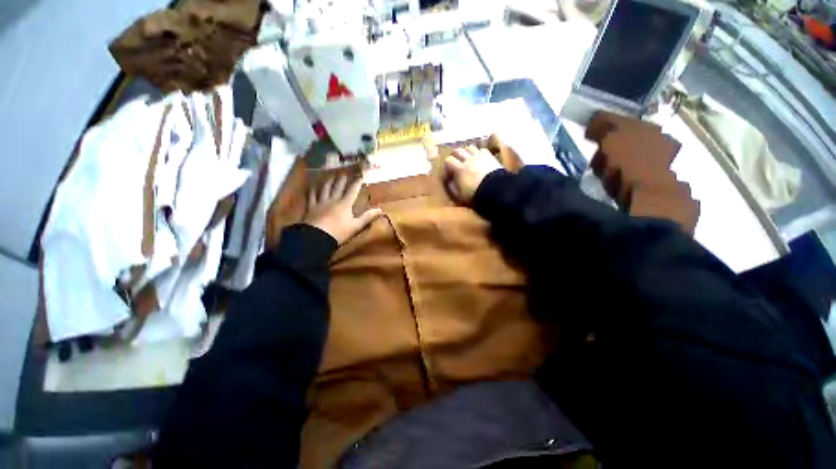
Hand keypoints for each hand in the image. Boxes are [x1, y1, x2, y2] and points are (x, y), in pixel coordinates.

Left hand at [304, 175, 381, 244]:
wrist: (317, 237)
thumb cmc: (339, 232)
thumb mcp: (356, 226)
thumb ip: (367, 217)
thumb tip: (380, 209)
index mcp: (345, 204)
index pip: (353, 190)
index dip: (357, 182)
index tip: (361, 174)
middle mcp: (333, 200)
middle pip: (338, 186)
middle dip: (342, 179)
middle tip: (344, 172)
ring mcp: (321, 202)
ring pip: (325, 188)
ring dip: (329, 181)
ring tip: (330, 176)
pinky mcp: (311, 207)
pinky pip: (311, 196)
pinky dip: (312, 190)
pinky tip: (312, 186)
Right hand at [444, 145, 501, 204]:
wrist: (495, 189)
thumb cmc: (475, 194)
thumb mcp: (460, 195)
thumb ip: (452, 187)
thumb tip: (448, 181)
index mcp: (460, 169)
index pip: (449, 160)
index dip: (447, 165)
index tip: (448, 172)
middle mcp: (468, 159)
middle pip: (458, 150)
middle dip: (455, 155)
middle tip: (455, 162)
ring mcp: (479, 156)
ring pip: (469, 147)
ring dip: (466, 151)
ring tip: (466, 157)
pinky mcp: (489, 156)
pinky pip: (482, 149)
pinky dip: (478, 152)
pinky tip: (479, 157)